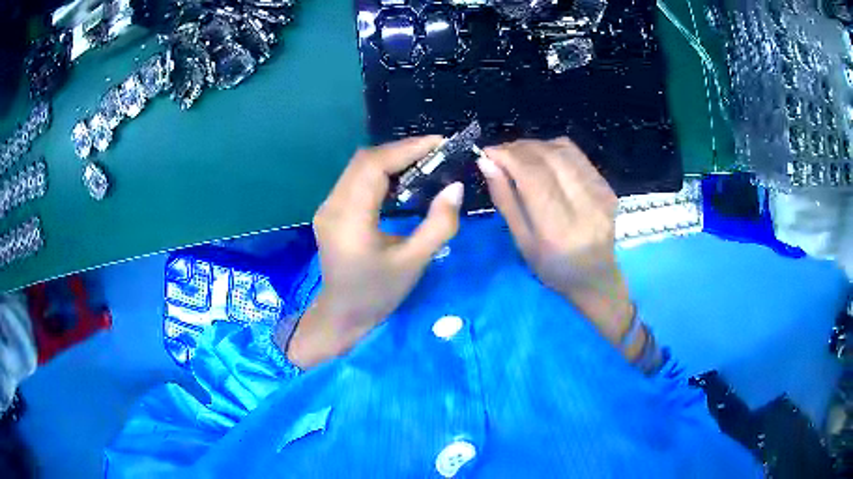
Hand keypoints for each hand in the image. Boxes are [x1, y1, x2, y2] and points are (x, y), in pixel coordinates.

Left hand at [283, 136, 463, 368]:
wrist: (342, 316)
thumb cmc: (378, 295)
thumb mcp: (414, 263)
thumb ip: (439, 225)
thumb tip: (456, 188)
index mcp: (349, 219)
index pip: (374, 166)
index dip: (406, 149)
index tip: (439, 143)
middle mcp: (332, 206)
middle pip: (364, 161)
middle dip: (402, 151)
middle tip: (436, 152)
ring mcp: (327, 207)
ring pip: (359, 168)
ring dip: (391, 160)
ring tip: (425, 161)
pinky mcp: (331, 211)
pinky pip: (356, 180)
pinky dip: (381, 173)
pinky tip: (402, 179)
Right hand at [478, 138, 633, 343]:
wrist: (596, 277)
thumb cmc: (553, 268)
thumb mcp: (522, 242)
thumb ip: (505, 200)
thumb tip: (487, 163)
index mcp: (557, 227)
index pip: (532, 175)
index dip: (507, 156)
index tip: (488, 152)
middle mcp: (583, 205)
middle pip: (548, 157)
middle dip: (518, 148)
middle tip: (500, 153)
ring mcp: (599, 193)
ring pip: (562, 150)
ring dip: (535, 146)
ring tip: (519, 155)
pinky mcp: (607, 186)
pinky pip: (576, 154)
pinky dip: (554, 149)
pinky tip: (543, 158)